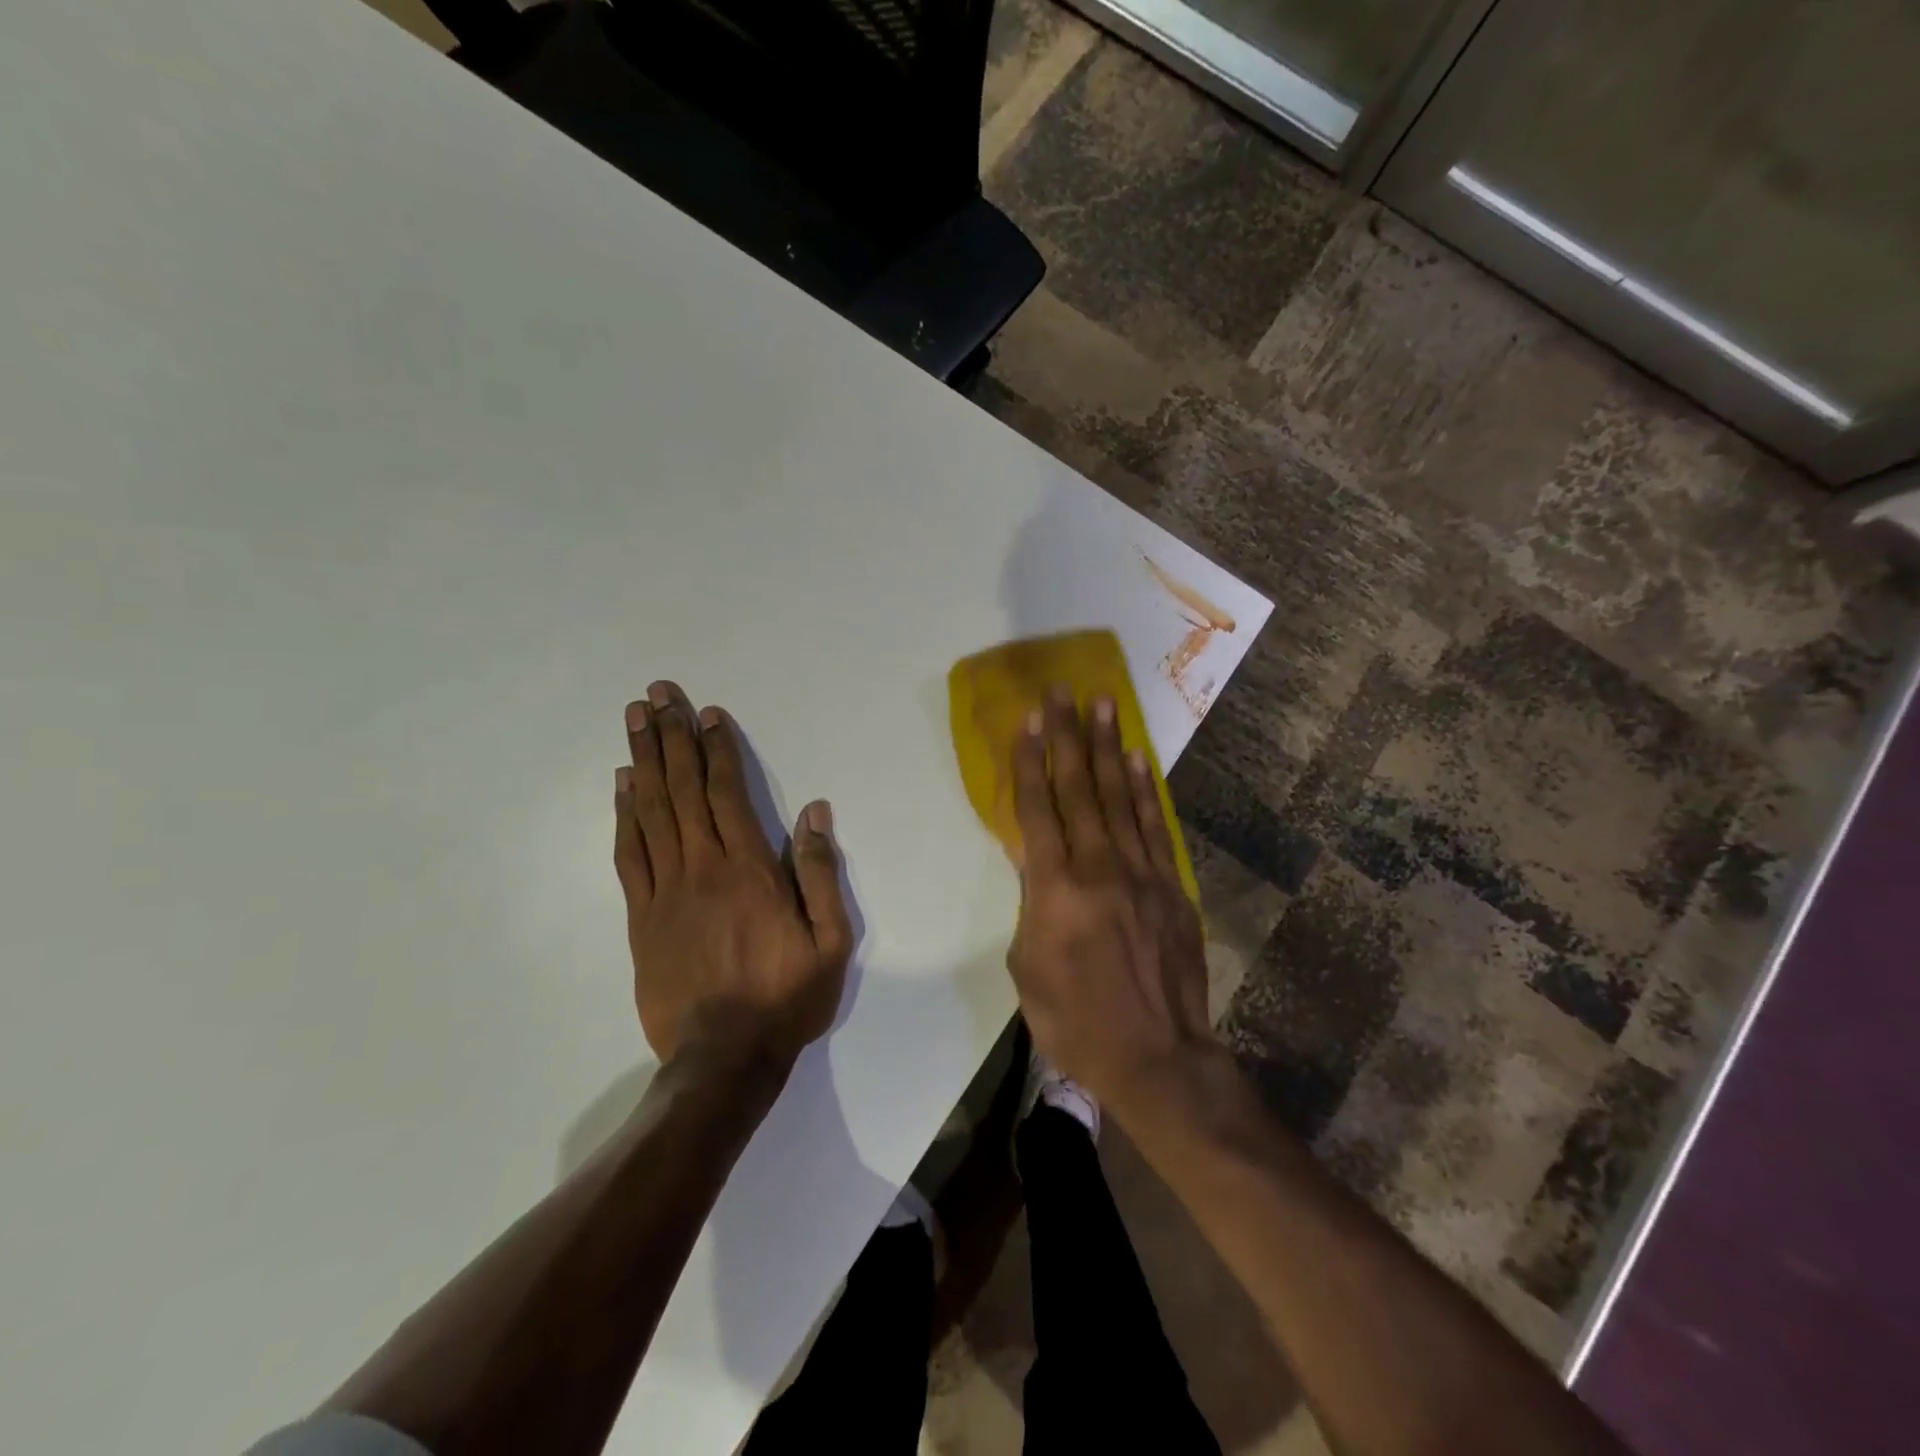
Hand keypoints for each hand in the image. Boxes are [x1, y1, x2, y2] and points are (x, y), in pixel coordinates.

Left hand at [614, 681, 853, 1071]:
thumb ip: (819, 872)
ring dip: (643, 761)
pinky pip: (629, 854)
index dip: (717, 749)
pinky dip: (624, 815)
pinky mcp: (641, 917)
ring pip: (651, 812)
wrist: (723, 1059)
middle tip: (657, 694)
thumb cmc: (786, 997)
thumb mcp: (830, 940)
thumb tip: (814, 812)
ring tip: (635, 720)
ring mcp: (665, 891)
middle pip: (682, 790)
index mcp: (749, 870)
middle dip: (670, 737)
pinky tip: (622, 785)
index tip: (707, 714)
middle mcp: (702, 868)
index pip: (727, 793)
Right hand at [1006, 687, 1212, 1114]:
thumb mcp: (1027, 967)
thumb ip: (1030, 904)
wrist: (1157, 1057)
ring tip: (1102, 704)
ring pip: (1119, 797)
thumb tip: (1033, 860)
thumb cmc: (1075, 1021)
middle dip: (1067, 736)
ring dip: (1108, 747)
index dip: (1028, 761)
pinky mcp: (1171, 886)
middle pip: (1078, 789)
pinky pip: (1154, 827)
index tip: (1027, 720)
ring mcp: (1141, 873)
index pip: (1036, 810)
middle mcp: (1098, 867)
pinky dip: (1144, 790)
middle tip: (1061, 691)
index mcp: (1054, 890)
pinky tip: (1136, 760)